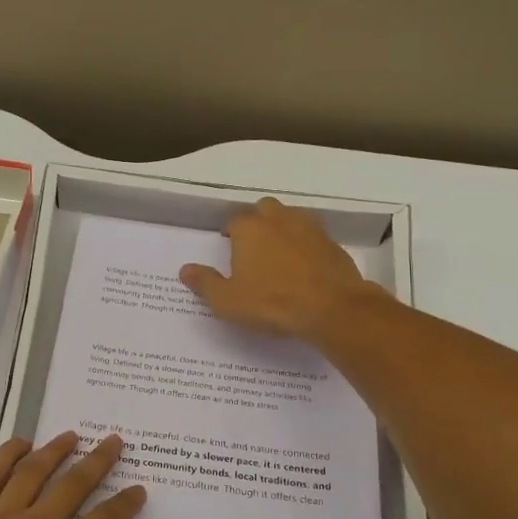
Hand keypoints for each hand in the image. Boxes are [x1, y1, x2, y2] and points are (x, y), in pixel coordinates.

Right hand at [179, 196, 376, 338]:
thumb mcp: (228, 301)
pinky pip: (313, 236)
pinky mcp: (332, 243)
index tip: (229, 251)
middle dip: (257, 223)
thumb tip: (184, 269)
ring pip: (291, 218)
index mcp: (249, 229)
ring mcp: (309, 228)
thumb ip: (205, 283)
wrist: (332, 308)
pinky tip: (305, 267)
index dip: (230, 235)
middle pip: (264, 210)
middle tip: (254, 249)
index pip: (233, 221)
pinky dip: (306, 245)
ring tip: (279, 255)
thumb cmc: (272, 303)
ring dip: (283, 230)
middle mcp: (278, 219)